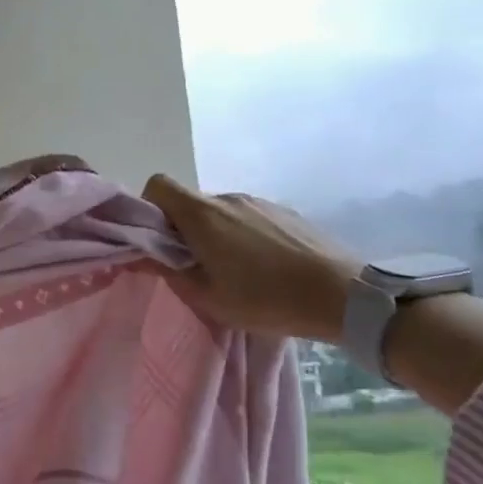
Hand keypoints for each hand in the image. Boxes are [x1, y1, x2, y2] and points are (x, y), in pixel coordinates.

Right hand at [142, 174, 361, 341]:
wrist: (342, 295)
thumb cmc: (266, 299)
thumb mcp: (207, 297)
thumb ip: (168, 271)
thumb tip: (139, 255)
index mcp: (202, 214)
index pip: (158, 185)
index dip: (149, 208)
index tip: (157, 240)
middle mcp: (227, 198)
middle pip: (188, 202)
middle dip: (182, 229)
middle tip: (194, 266)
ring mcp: (258, 201)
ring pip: (218, 212)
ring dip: (214, 234)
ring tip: (234, 270)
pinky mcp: (283, 211)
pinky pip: (247, 216)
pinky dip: (241, 235)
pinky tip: (263, 266)